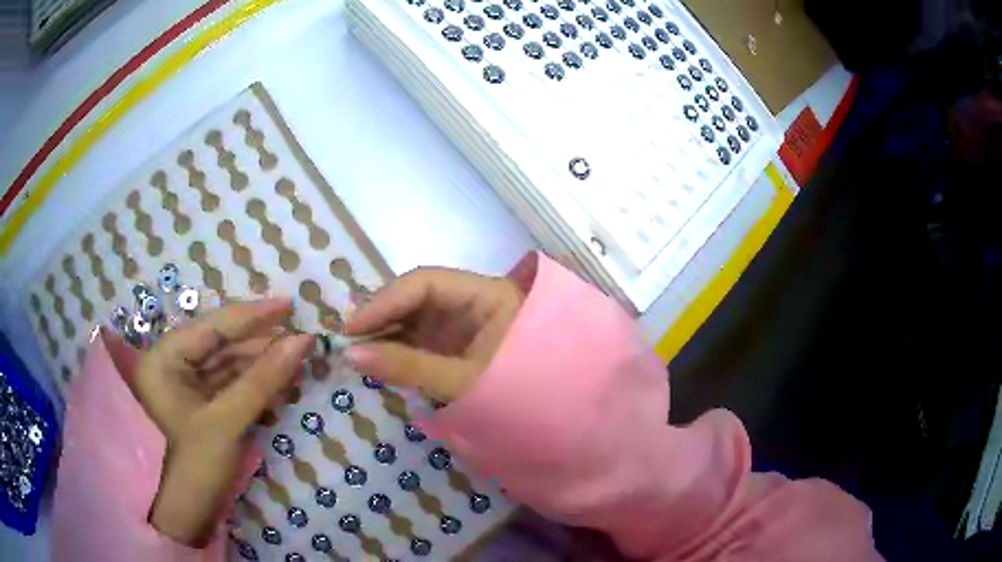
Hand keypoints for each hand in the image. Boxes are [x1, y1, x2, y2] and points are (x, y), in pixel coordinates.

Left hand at [130, 299, 311, 546]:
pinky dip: (254, 390)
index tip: (289, 304)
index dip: (252, 315)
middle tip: (300, 342)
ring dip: (261, 369)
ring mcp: (187, 390)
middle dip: (261, 346)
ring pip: (229, 369)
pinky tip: (278, 390)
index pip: (212, 327)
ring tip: (296, 365)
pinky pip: (229, 390)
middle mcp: (173, 366)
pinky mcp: (200, 410)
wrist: (182, 517)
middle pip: (222, 347)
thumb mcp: (226, 422)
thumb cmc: (192, 465)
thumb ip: (262, 380)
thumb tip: (301, 342)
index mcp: (166, 359)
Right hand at [344, 267, 523, 401]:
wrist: (558, 422)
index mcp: (488, 295)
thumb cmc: (520, 397)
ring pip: (417, 316)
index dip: (384, 301)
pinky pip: (423, 337)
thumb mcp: (462, 382)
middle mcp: (474, 300)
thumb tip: (351, 354)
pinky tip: (379, 359)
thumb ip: (408, 366)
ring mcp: (466, 322)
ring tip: (357, 351)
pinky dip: (399, 347)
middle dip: (381, 315)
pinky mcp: (459, 343)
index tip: (351, 328)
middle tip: (347, 342)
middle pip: (418, 295)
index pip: (426, 283)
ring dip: (386, 332)